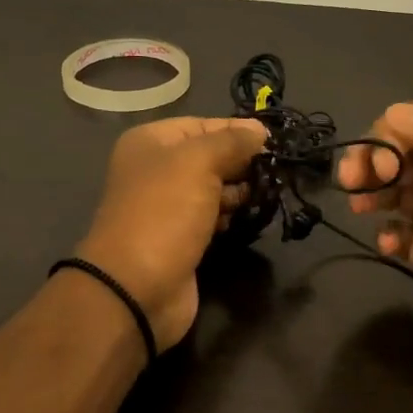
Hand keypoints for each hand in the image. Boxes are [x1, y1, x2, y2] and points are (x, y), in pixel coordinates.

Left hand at [76, 116, 267, 350]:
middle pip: (209, 156)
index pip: (202, 125)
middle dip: (241, 161)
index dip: (237, 130)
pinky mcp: (181, 238)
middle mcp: (155, 170)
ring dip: (240, 190)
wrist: (137, 287)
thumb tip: (259, 130)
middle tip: (275, 169)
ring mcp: (167, 206)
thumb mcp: (199, 162)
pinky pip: (212, 217)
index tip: (273, 140)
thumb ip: (232, 141)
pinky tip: (248, 216)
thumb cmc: (165, 212)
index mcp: (150, 143)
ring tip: (266, 192)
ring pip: (214, 188)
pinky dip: (230, 215)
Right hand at [339, 103, 412, 409]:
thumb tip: (396, 114)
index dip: (392, 134)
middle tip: (355, 183)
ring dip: (372, 190)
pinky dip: (385, 230)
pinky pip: (397, 231)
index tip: (381, 164)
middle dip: (373, 158)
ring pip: (395, 189)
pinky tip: (388, 244)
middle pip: (402, 153)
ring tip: (362, 209)